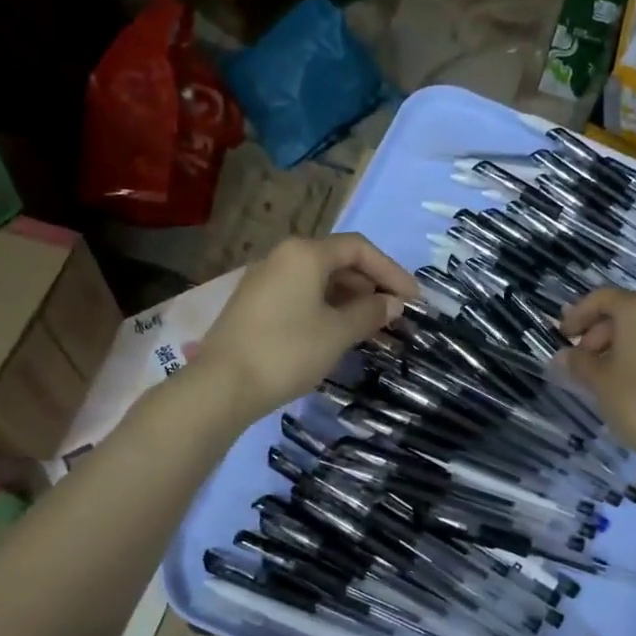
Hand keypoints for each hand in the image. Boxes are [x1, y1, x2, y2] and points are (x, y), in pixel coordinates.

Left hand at [194, 233, 418, 426]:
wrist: (222, 386)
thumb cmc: (288, 351)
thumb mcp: (338, 333)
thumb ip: (370, 312)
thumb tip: (394, 304)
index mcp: (305, 254)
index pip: (359, 249)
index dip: (392, 272)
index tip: (414, 300)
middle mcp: (283, 257)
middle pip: (338, 261)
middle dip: (371, 286)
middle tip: (395, 314)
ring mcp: (265, 280)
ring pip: (319, 281)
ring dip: (350, 299)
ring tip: (373, 326)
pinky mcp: (255, 304)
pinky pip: (301, 295)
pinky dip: (327, 308)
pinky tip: (340, 332)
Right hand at [558, 287, 635, 463]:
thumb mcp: (599, 380)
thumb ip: (578, 362)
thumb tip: (563, 356)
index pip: (602, 298)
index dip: (578, 314)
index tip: (563, 336)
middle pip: (625, 311)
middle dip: (598, 331)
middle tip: (582, 359)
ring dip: (619, 344)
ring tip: (603, 374)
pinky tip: (629, 381)